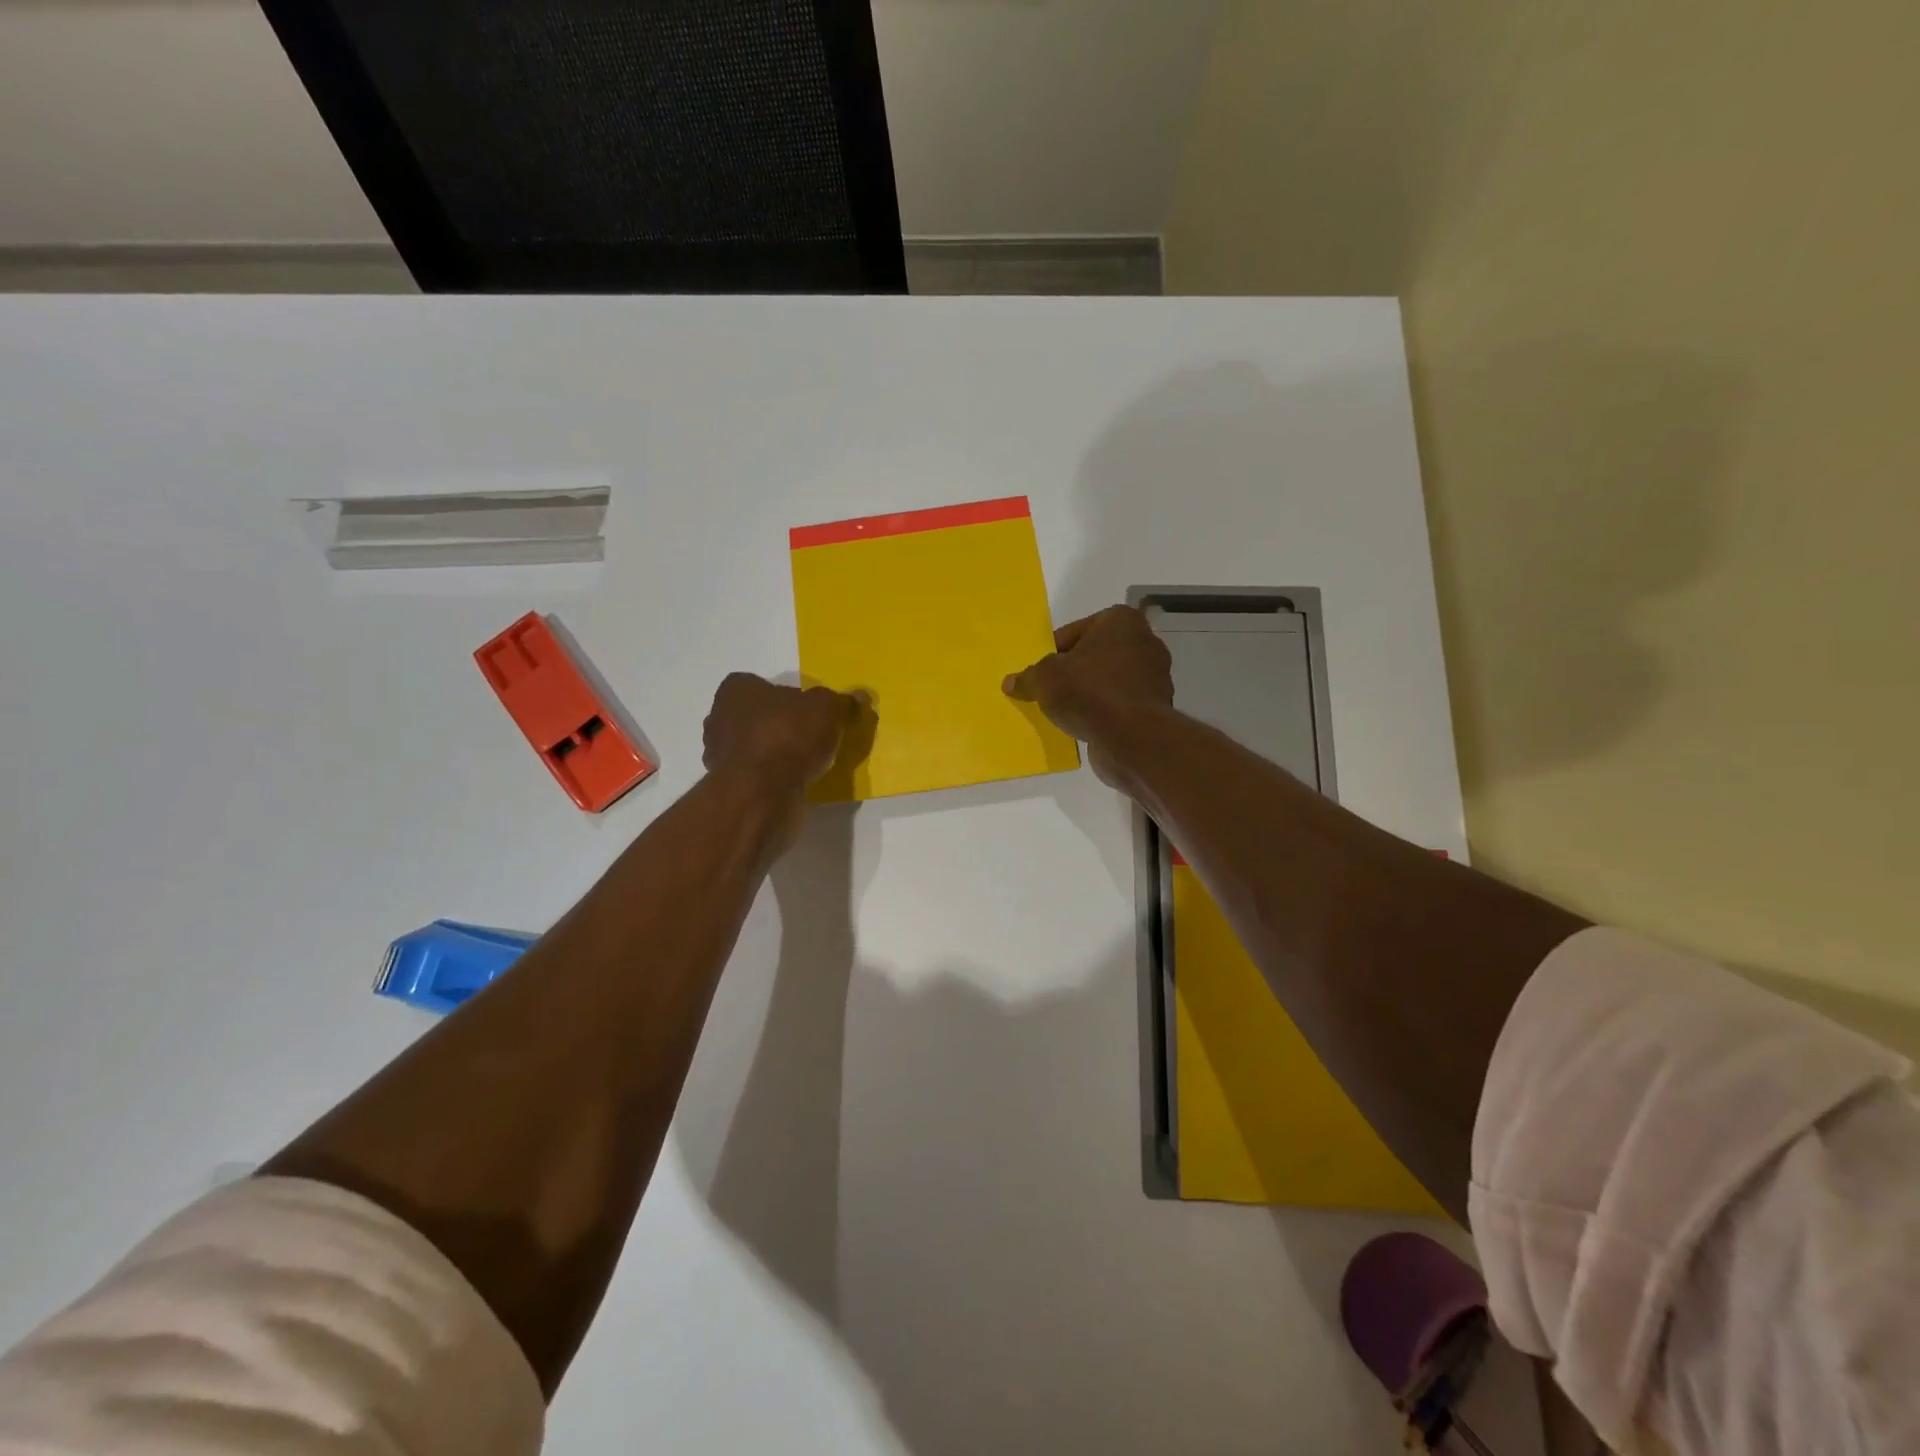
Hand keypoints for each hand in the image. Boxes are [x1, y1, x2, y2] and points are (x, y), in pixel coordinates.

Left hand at [703, 674, 860, 799]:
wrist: (761, 793)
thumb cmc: (788, 736)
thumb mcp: (828, 709)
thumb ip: (843, 702)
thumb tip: (859, 697)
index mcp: (735, 690)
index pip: (760, 685)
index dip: (787, 697)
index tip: (810, 712)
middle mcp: (719, 718)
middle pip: (755, 716)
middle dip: (780, 725)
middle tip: (811, 737)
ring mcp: (718, 755)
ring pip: (753, 747)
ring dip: (775, 753)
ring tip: (807, 763)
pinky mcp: (727, 786)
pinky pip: (754, 775)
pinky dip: (771, 777)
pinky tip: (794, 783)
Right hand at [1003, 606, 1171, 783]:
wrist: (1132, 738)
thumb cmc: (1089, 692)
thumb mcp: (1045, 680)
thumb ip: (1028, 678)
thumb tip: (1010, 683)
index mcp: (1121, 621)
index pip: (1074, 632)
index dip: (1052, 652)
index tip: (1040, 672)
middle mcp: (1144, 641)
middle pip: (1094, 655)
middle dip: (1073, 671)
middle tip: (1049, 690)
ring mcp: (1155, 675)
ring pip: (1108, 680)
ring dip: (1088, 693)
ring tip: (1064, 710)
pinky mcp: (1156, 705)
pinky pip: (1120, 703)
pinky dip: (1104, 711)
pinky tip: (1085, 725)